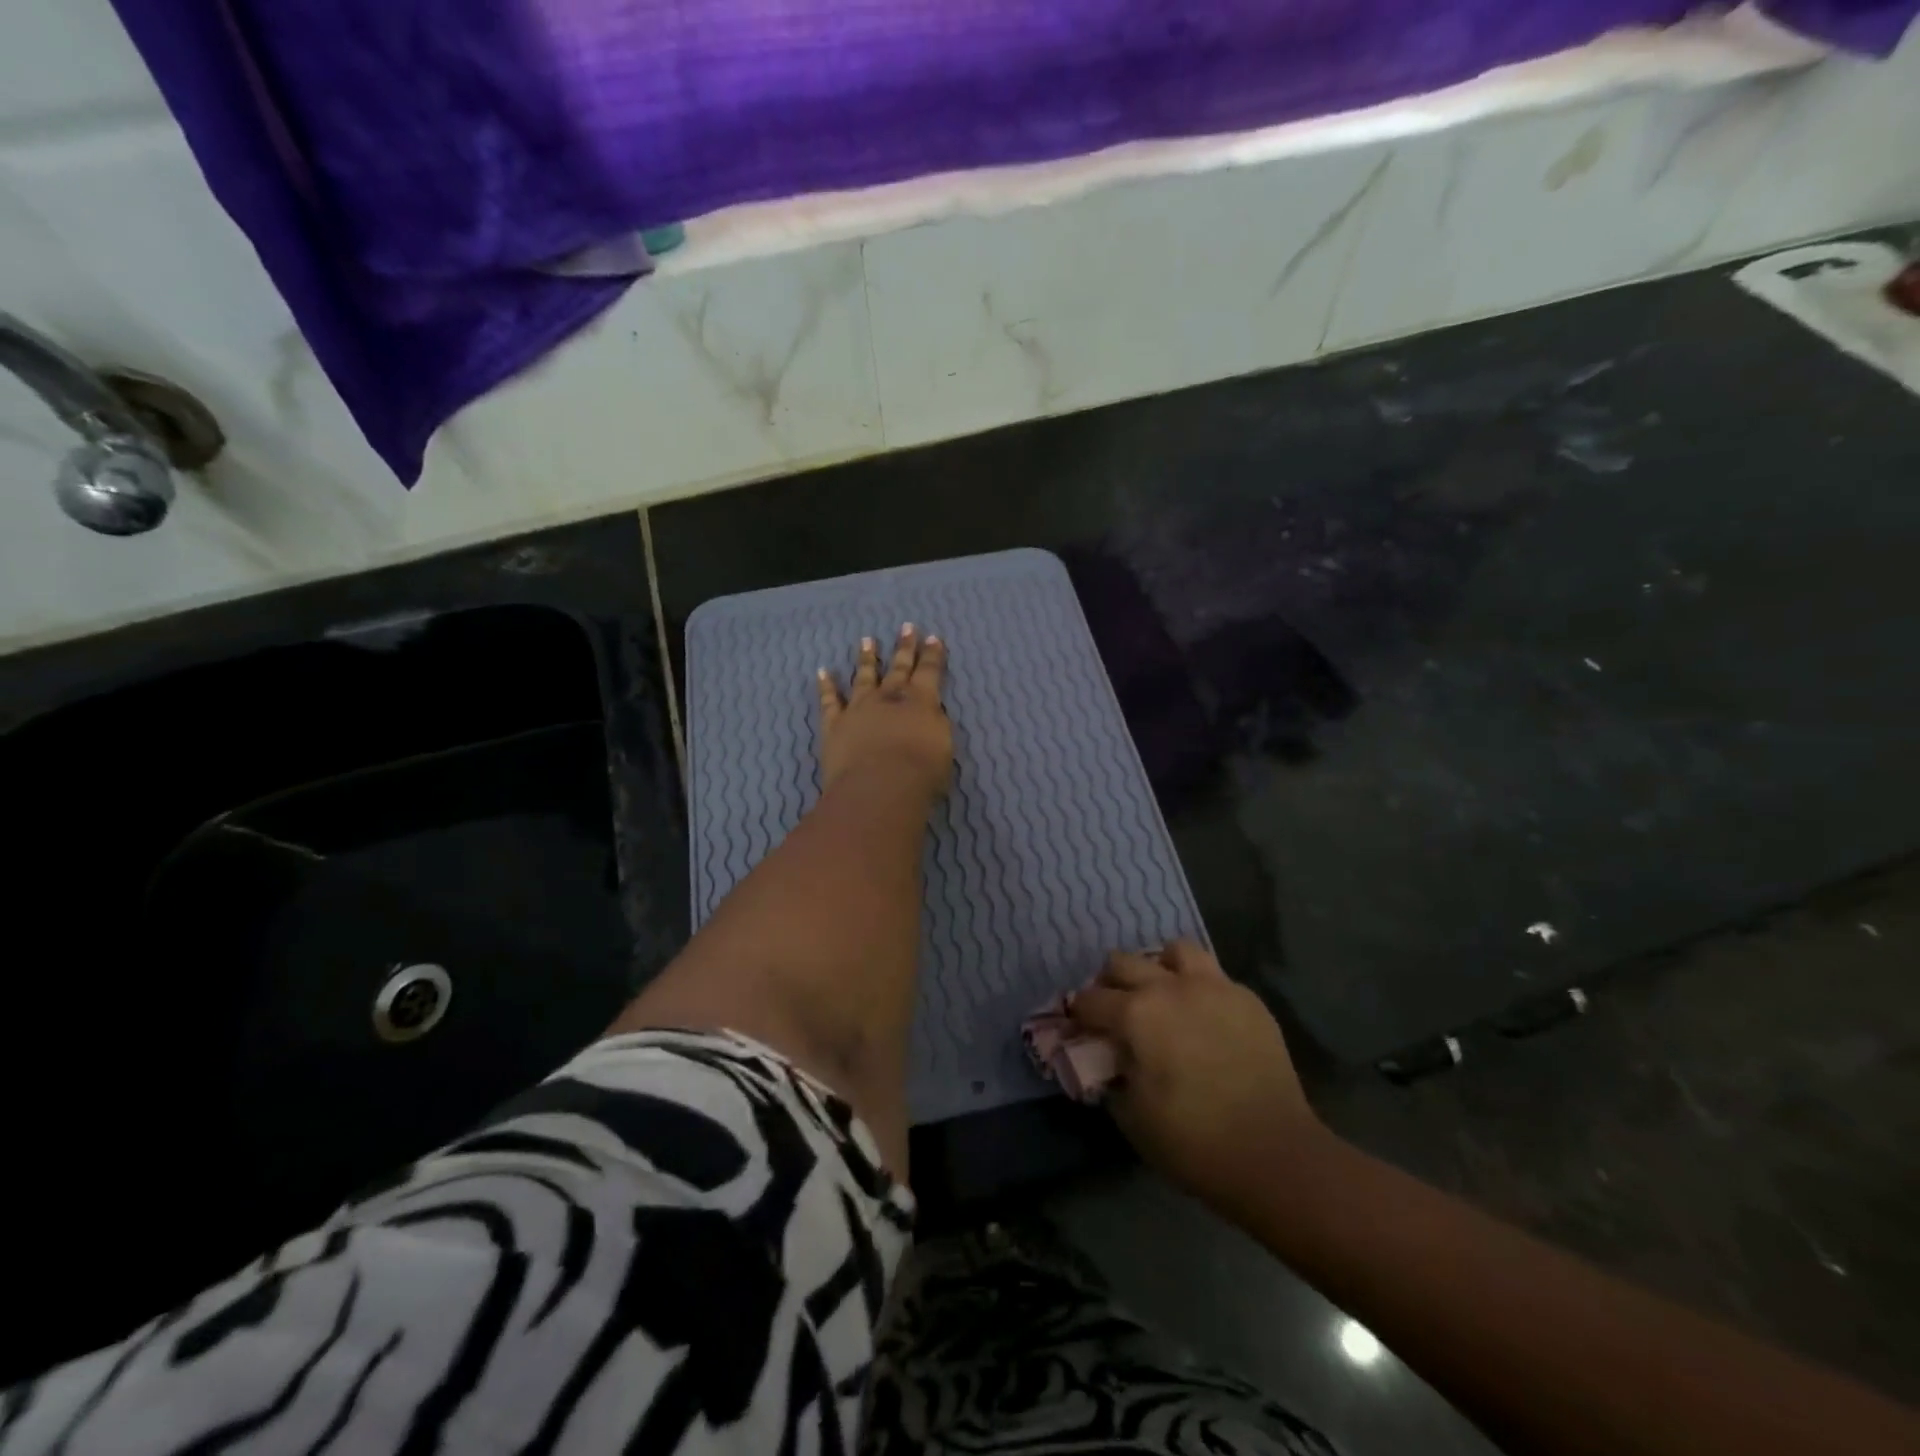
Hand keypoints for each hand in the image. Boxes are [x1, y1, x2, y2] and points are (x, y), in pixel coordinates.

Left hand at [817, 624, 952, 798]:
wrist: (880, 787)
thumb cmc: (921, 773)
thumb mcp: (943, 747)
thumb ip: (935, 726)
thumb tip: (928, 716)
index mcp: (921, 701)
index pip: (930, 671)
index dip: (932, 654)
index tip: (933, 637)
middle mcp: (889, 697)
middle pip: (898, 667)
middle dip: (904, 647)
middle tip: (905, 627)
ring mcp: (859, 708)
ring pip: (864, 677)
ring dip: (867, 658)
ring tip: (867, 640)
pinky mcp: (835, 724)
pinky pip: (830, 701)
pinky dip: (826, 686)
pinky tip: (823, 672)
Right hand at [1069, 940, 1327, 1210]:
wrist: (1273, 1153)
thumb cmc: (1192, 1141)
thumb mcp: (1131, 1116)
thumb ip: (1111, 1076)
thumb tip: (1109, 1059)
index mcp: (1136, 1014)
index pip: (1090, 1000)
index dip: (1078, 1014)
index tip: (1079, 1028)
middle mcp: (1169, 987)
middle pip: (1123, 962)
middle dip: (1110, 983)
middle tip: (1115, 1011)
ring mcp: (1213, 987)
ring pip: (1174, 950)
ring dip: (1159, 969)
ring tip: (1163, 996)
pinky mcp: (1246, 998)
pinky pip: (1213, 975)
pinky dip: (1199, 987)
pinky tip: (1203, 1017)